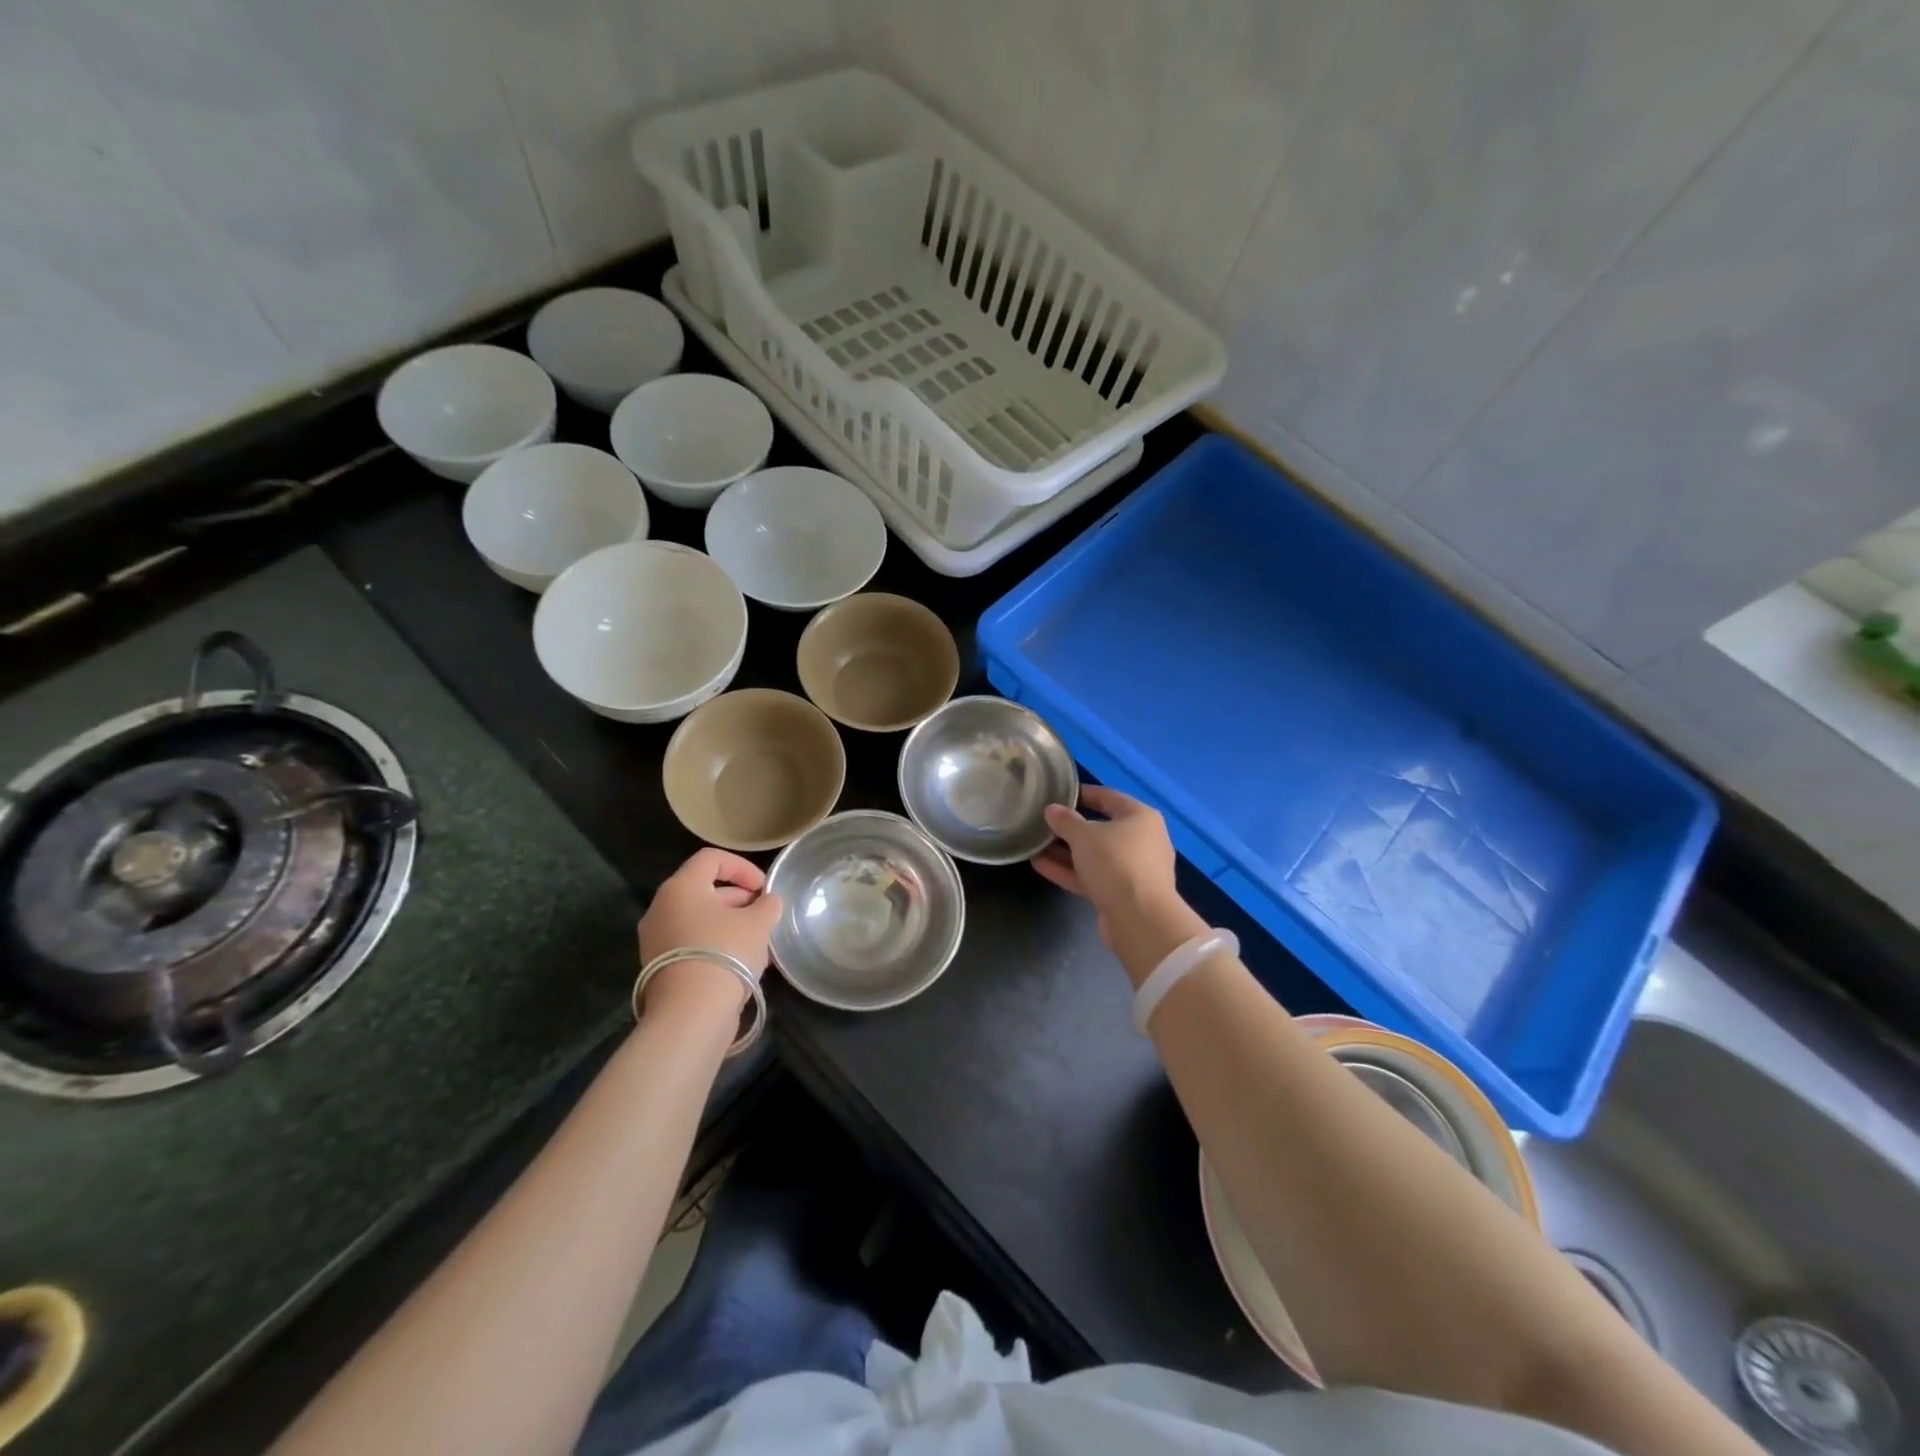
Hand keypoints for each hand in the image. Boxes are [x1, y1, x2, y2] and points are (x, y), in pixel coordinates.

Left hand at [637, 848, 782, 1017]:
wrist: (690, 1013)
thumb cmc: (726, 953)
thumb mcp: (758, 923)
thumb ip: (767, 905)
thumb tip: (768, 902)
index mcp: (681, 887)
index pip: (711, 859)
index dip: (742, 867)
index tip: (763, 888)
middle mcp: (661, 908)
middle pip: (703, 889)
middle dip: (737, 898)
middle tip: (762, 914)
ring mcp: (654, 939)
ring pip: (697, 919)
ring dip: (727, 923)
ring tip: (755, 941)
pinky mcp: (657, 967)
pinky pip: (689, 943)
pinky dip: (713, 944)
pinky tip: (738, 962)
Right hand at [1032, 785, 1205, 984]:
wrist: (1140, 920)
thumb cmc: (1116, 863)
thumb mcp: (1084, 836)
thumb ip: (1065, 820)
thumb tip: (1052, 810)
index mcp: (1140, 818)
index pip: (1109, 797)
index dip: (1084, 793)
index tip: (1060, 793)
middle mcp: (1142, 841)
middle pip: (1101, 828)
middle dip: (1070, 827)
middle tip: (1043, 822)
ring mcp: (1133, 870)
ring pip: (1095, 855)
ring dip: (1066, 851)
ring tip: (1035, 845)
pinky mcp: (1122, 894)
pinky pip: (1093, 876)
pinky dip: (1070, 871)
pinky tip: (1041, 866)